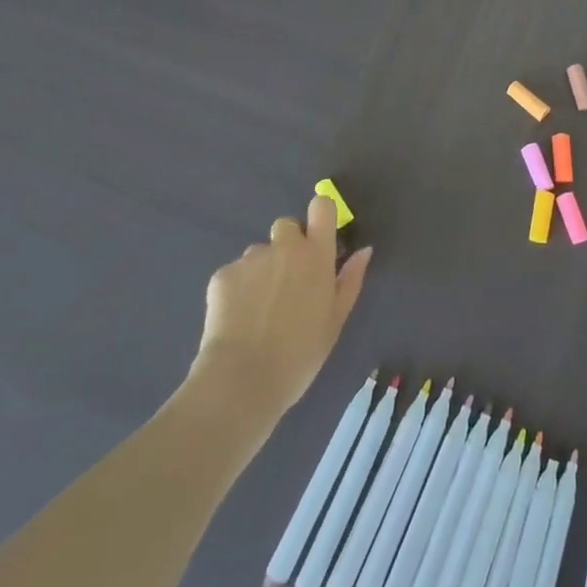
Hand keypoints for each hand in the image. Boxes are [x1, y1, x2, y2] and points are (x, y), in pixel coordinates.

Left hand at [194, 196, 371, 417]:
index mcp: (316, 255)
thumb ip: (350, 280)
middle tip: (287, 282)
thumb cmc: (300, 354)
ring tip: (258, 309)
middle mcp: (284, 248)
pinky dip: (238, 289)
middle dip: (288, 245)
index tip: (319, 235)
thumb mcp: (335, 320)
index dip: (321, 214)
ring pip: (259, 252)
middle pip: (287, 225)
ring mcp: (251, 259)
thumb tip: (363, 250)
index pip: (321, 207)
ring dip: (262, 269)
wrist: (243, 379)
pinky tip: (238, 319)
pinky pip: (235, 273)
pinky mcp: (222, 275)